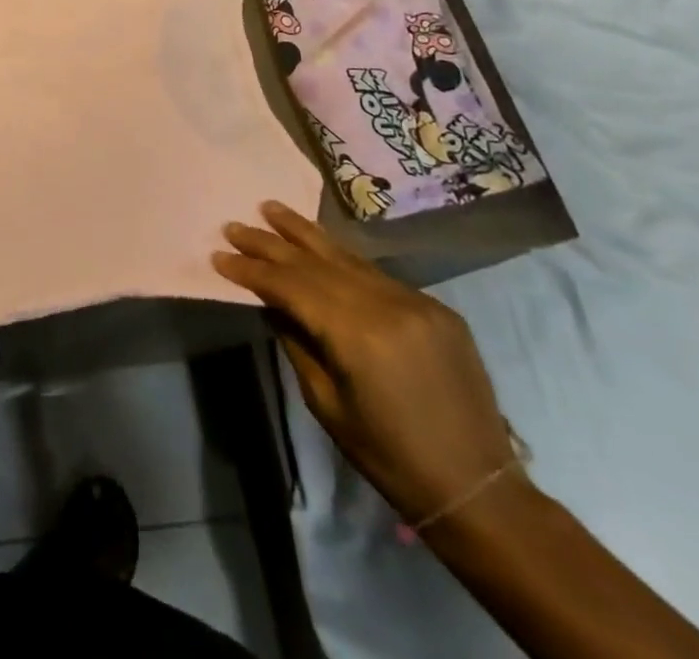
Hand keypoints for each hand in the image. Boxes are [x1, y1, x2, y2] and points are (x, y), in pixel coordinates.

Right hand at [213, 200, 518, 523]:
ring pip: (347, 257)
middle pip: (316, 262)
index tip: (219, 255)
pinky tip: (319, 247)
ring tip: (271, 209)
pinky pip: (376, 274)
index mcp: (358, 335)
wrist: (479, 489)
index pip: (291, 286)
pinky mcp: (436, 308)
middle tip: (234, 225)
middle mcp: (388, 305)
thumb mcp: (326, 403)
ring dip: (305, 234)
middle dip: (270, 242)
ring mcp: (416, 302)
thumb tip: (270, 302)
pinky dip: (341, 258)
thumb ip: (296, 342)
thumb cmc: (389, 457)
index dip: (252, 270)